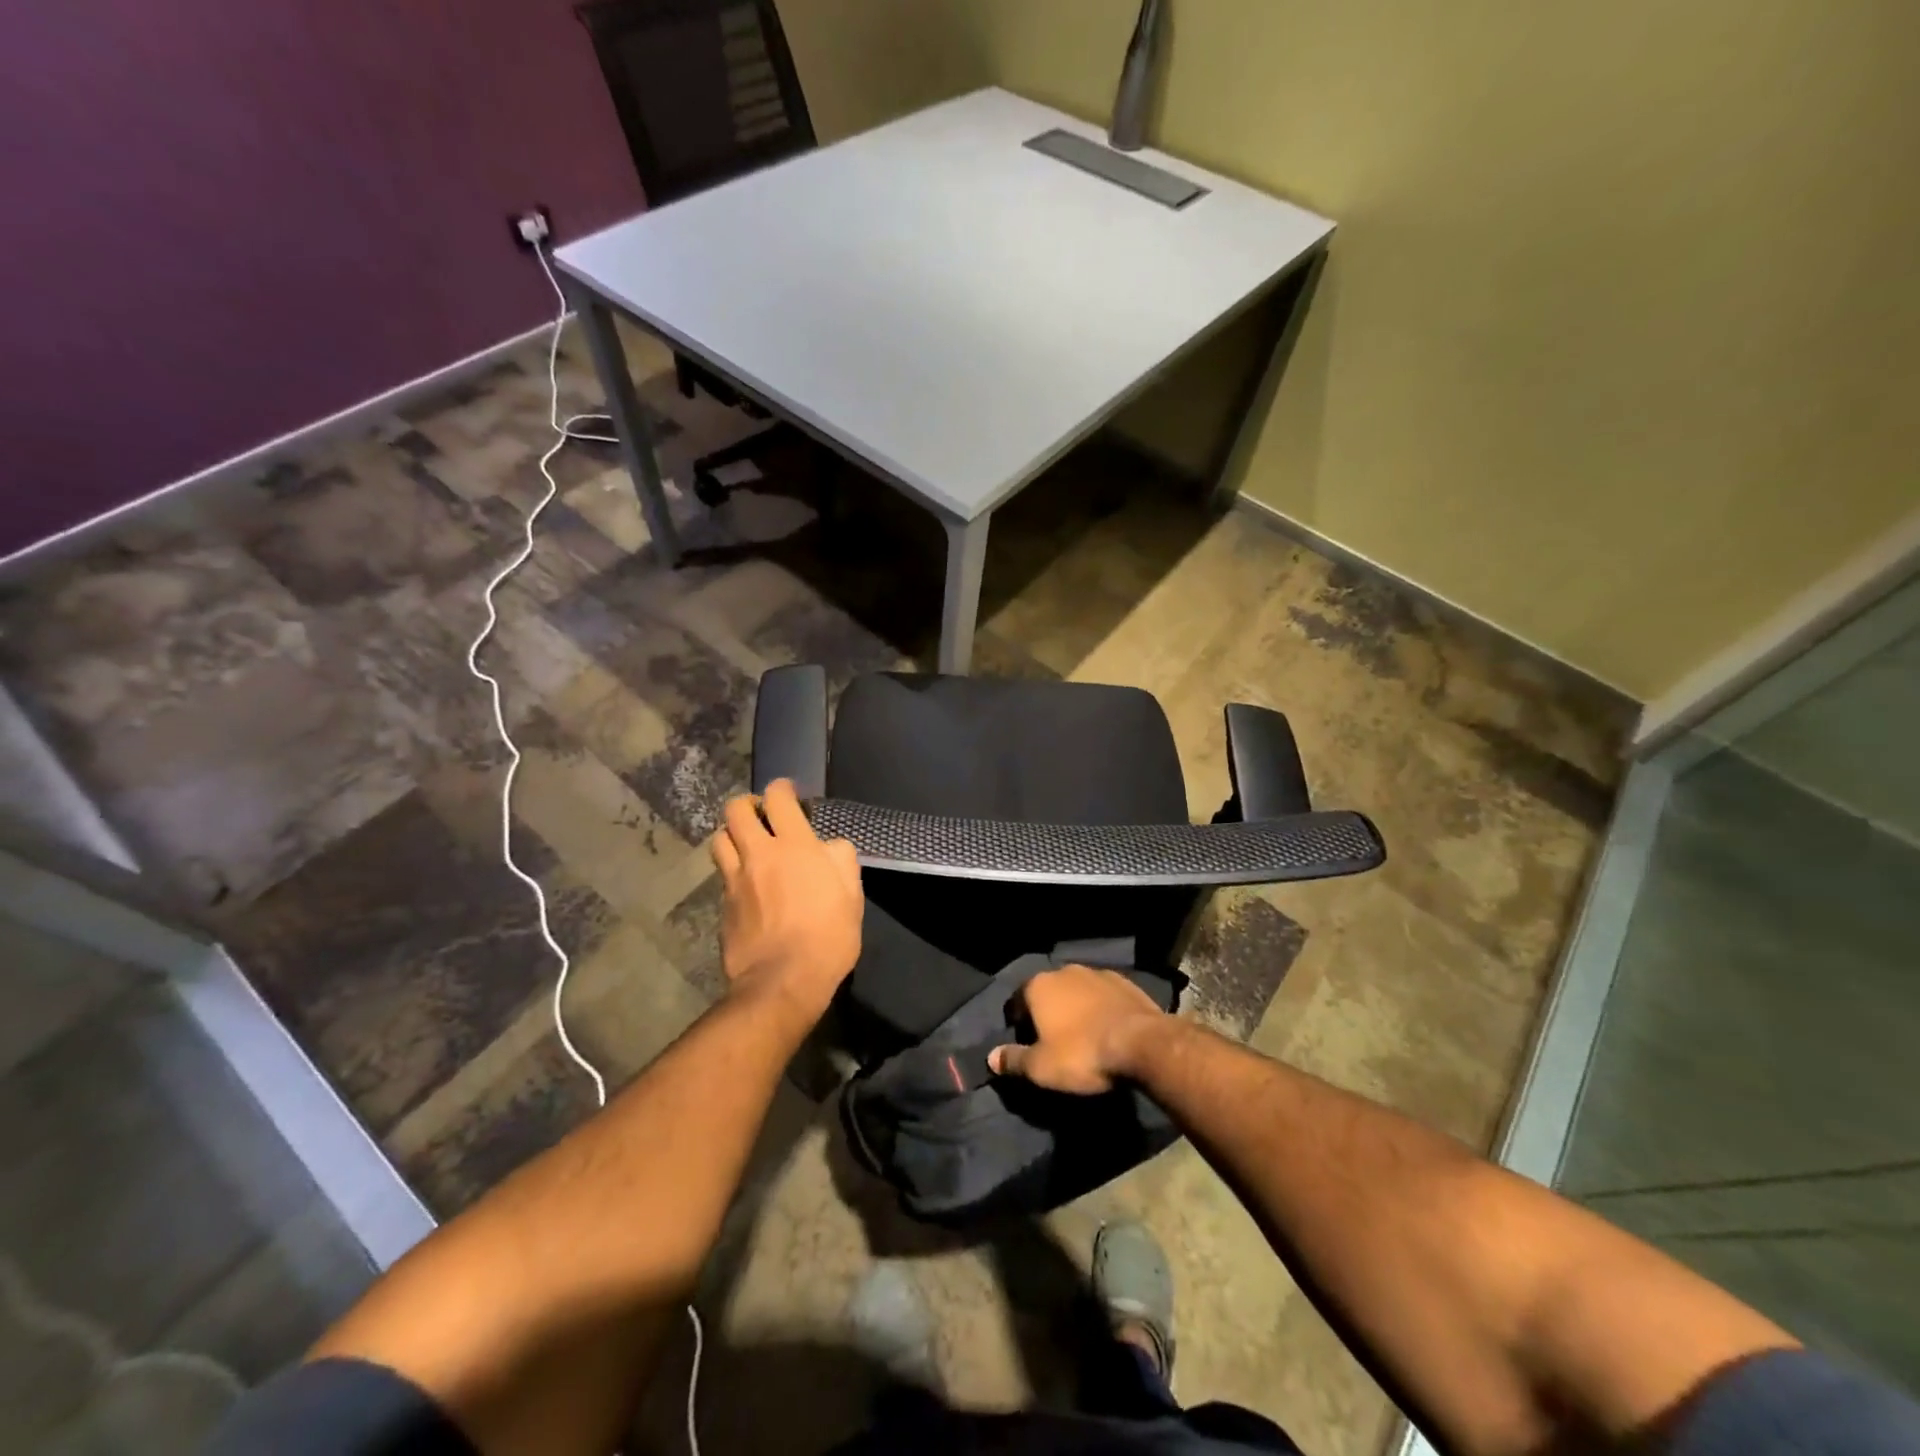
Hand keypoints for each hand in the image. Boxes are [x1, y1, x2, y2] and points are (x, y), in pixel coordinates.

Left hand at [711, 779, 862, 1022]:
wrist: (783, 982)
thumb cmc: (828, 936)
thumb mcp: (852, 895)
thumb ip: (841, 860)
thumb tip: (829, 846)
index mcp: (795, 846)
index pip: (778, 798)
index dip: (782, 788)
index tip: (788, 792)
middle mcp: (759, 855)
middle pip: (735, 810)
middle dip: (747, 804)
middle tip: (762, 815)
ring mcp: (735, 880)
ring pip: (719, 839)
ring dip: (732, 835)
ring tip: (747, 846)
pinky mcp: (723, 906)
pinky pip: (723, 876)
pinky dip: (733, 871)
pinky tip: (747, 886)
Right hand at [988, 965, 1167, 1093]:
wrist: (1143, 1043)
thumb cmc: (1082, 1054)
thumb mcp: (1041, 1067)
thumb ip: (1013, 1060)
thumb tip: (990, 1057)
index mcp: (1039, 986)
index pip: (1017, 1001)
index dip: (1018, 1023)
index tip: (1025, 1044)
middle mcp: (1065, 971)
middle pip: (1047, 992)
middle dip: (1046, 1012)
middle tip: (1053, 1042)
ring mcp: (1097, 973)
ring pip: (1076, 991)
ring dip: (1074, 1008)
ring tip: (1082, 1036)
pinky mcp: (1125, 982)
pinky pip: (1103, 995)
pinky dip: (1099, 1008)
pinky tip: (1107, 1029)